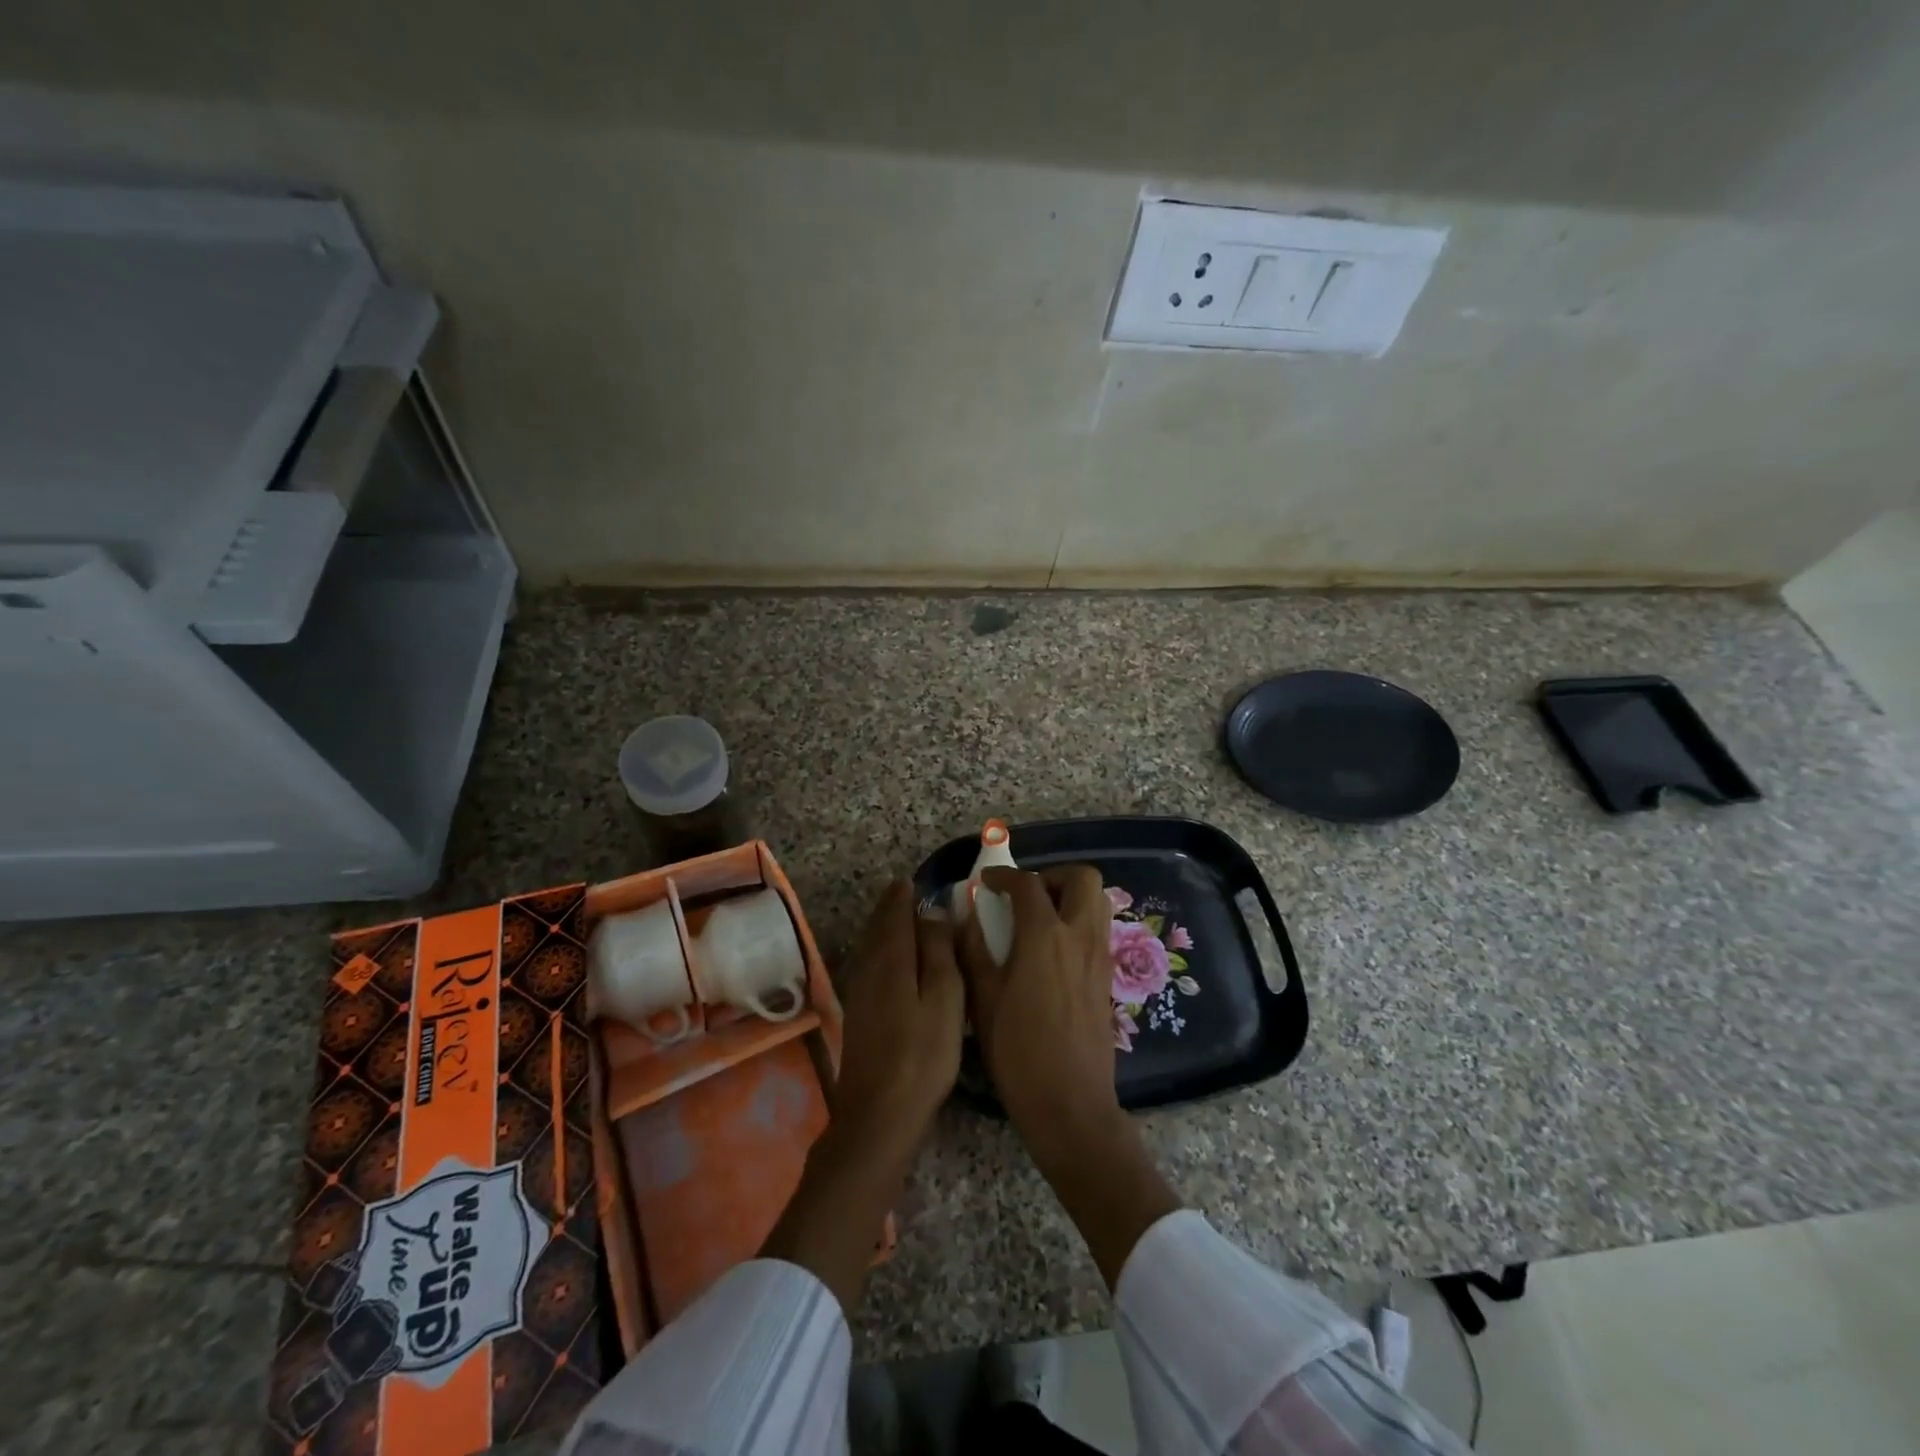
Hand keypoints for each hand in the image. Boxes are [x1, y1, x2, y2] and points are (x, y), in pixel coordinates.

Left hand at [831, 878, 965, 1158]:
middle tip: (905, 892)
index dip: (904, 894)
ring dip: (883, 927)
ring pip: (871, 945)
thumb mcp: (945, 997)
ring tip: (900, 917)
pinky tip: (891, 959)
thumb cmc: (923, 1053)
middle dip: (891, 907)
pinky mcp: (859, 1013)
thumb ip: (938, 950)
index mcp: (891, 958)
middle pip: (878, 926)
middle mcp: (868, 967)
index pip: (894, 912)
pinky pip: (870, 964)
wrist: (880, 1113)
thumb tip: (932, 910)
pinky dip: (880, 950)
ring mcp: (860, 991)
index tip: (913, 880)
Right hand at [957, 865, 1181, 1288]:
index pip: (1028, 884)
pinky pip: (1099, 929)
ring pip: (1098, 901)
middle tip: (1026, 895)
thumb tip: (966, 917)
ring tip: (1041, 917)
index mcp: (1045, 937)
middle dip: (1053, 876)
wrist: (1070, 1105)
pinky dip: (1079, 921)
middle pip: (1083, 878)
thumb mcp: (983, 1000)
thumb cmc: (1018, 1053)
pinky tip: (1053, 950)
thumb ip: (973, 950)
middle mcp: (1079, 937)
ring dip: (1070, 896)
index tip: (986, 883)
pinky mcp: (1107, 978)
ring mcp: (1099, 956)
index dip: (1004, 876)